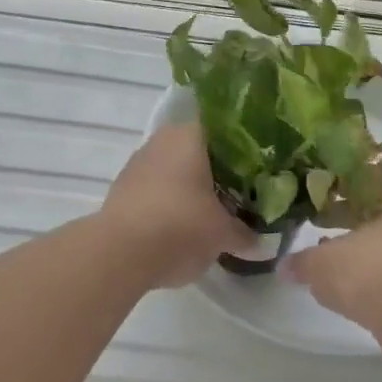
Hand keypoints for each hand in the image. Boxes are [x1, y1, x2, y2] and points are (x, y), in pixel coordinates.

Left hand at [100, 123, 254, 287]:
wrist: (120, 254)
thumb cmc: (181, 225)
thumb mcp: (223, 234)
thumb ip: (245, 234)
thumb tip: (261, 242)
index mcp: (190, 135)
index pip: (221, 127)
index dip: (241, 146)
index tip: (256, 166)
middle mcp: (162, 140)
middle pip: (197, 149)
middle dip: (216, 170)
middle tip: (240, 192)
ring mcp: (138, 163)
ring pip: (175, 169)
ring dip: (191, 187)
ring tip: (213, 212)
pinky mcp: (122, 189)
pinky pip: (156, 189)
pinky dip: (170, 202)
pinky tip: (182, 226)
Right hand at [284, 194, 381, 372]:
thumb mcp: (327, 264)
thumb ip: (303, 263)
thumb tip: (285, 266)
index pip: (350, 190)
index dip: (324, 195)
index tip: (299, 204)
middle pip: (360, 225)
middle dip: (334, 232)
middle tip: (301, 236)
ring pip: (368, 259)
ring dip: (347, 266)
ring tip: (314, 270)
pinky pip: (376, 291)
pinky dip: (360, 295)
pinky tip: (337, 299)